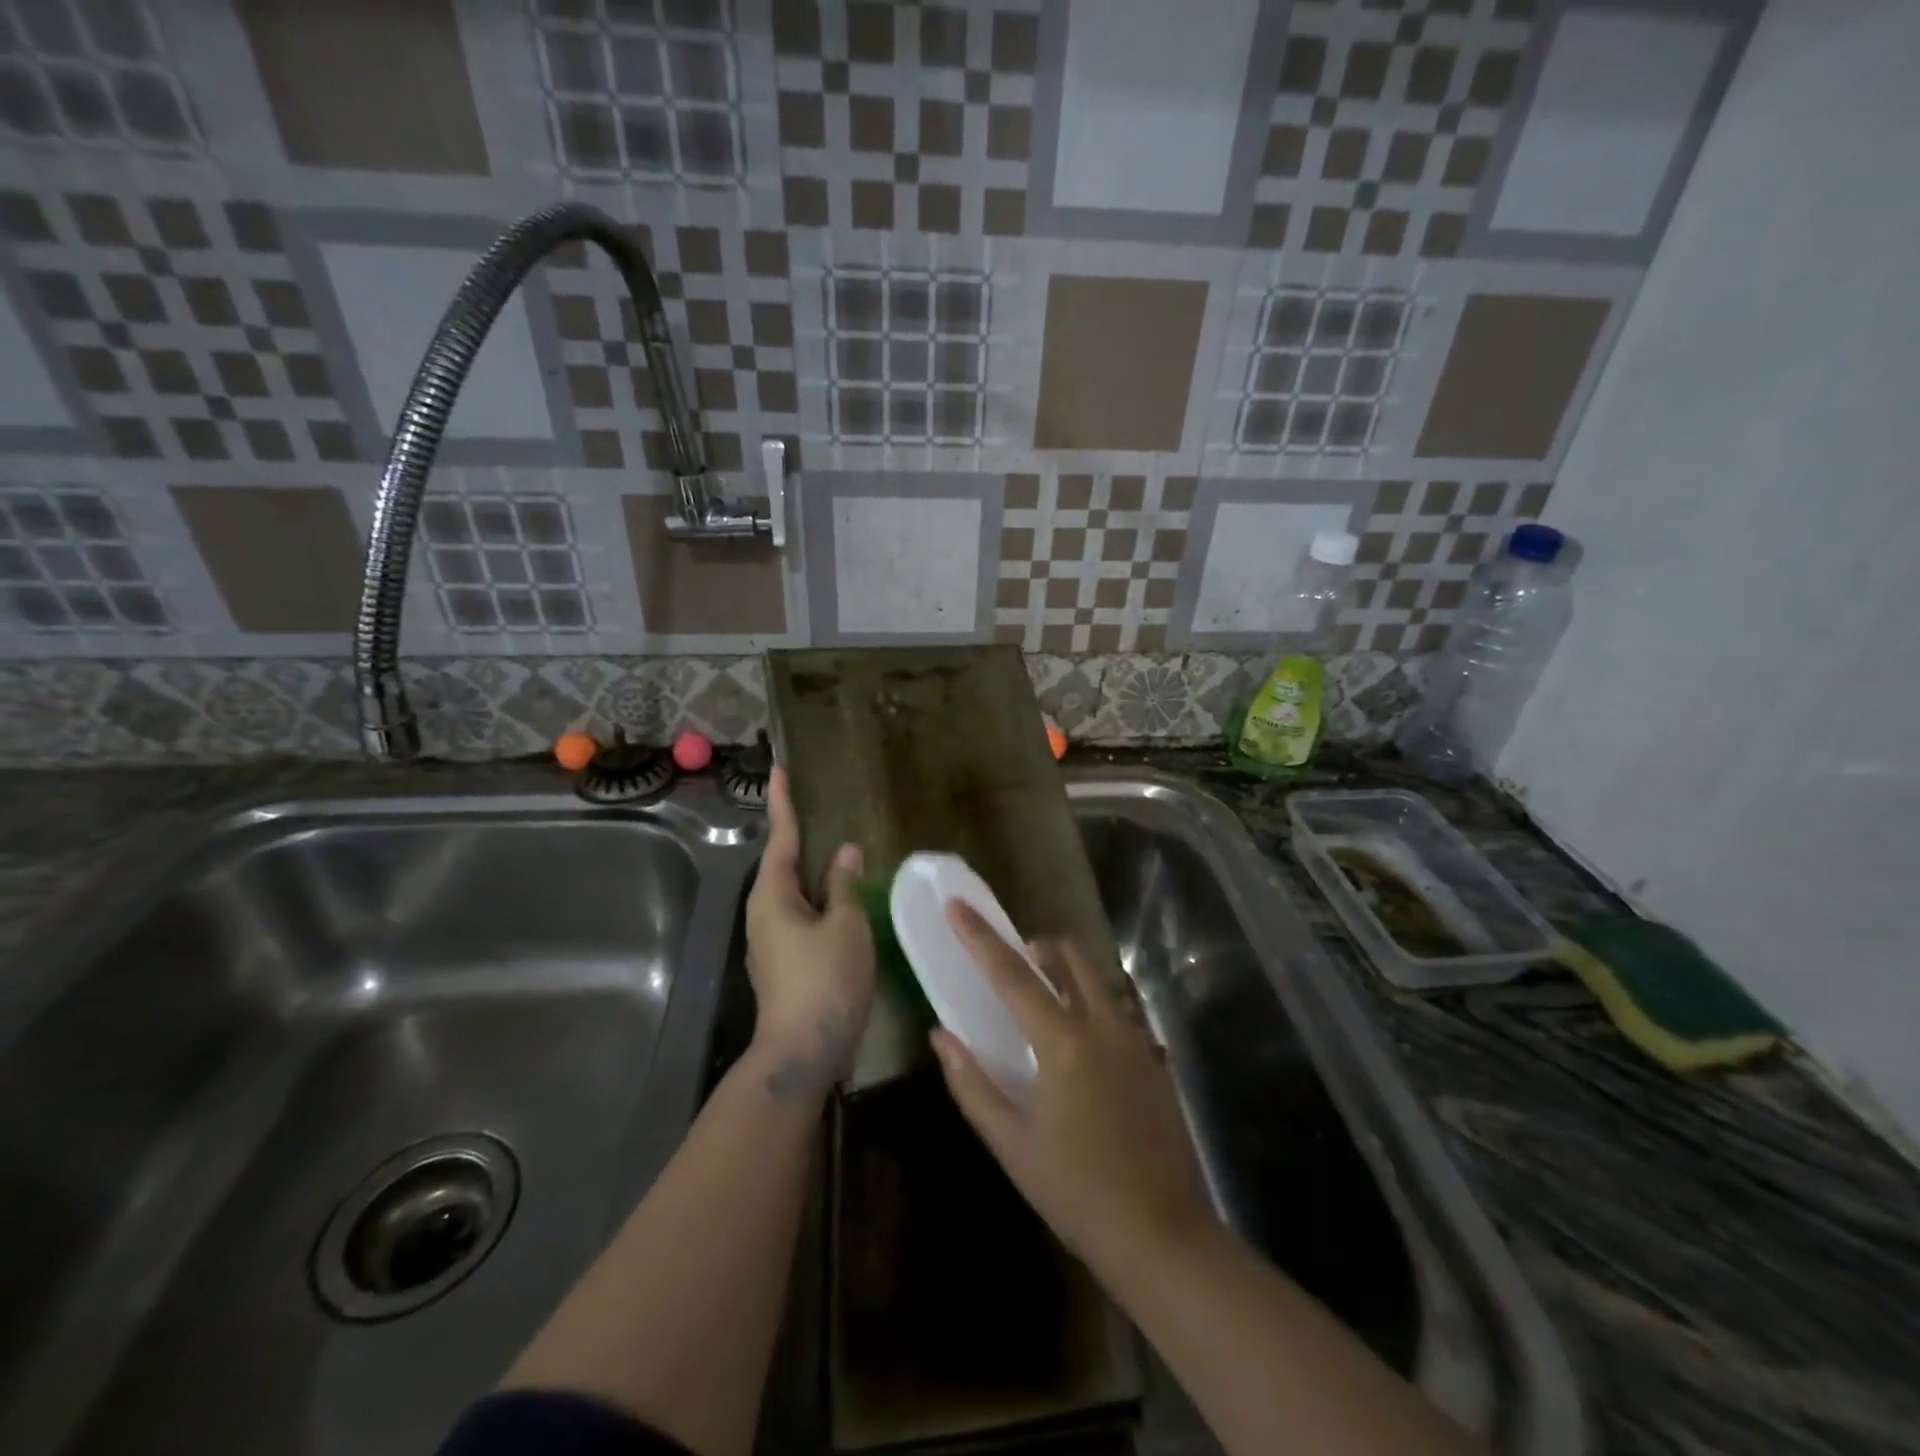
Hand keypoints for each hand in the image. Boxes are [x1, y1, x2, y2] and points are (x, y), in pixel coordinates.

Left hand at [744, 766, 874, 1100]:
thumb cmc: (825, 980)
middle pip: (782, 864)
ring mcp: (771, 940)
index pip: (781, 837)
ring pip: (792, 892)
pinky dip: (817, 898)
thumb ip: (844, 885)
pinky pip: (801, 915)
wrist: (802, 1052)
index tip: (778, 769)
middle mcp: (764, 912)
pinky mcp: (783, 962)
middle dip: (796, 835)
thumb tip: (844, 852)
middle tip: (812, 804)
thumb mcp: (845, 926)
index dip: (783, 802)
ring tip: (832, 848)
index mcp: (773, 896)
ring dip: (810, 869)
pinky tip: (838, 899)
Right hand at [930, 904, 1213, 1273]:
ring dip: (1068, 974)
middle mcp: (1103, 1025)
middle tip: (1015, 965)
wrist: (1160, 1236)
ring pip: (1098, 979)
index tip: (956, 905)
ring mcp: (1136, 1039)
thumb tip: (941, 1035)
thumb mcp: (1011, 1142)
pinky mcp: (1155, 1058)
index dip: (979, 937)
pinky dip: (1093, 1004)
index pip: (1012, 974)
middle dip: (1038, 948)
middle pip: (1069, 957)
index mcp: (1062, 1042)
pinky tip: (1083, 1047)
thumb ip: (971, 1083)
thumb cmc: (1074, 1191)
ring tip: (1046, 1003)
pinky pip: (1119, 1009)